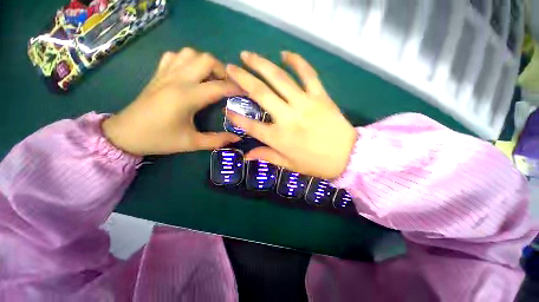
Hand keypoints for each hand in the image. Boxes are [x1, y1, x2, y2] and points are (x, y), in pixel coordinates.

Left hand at [102, 48, 241, 155]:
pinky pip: (176, 56)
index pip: (219, 86)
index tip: (246, 92)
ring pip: (191, 53)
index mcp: (186, 97)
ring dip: (206, 63)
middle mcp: (177, 79)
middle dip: (222, 70)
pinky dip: (188, 60)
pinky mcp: (158, 73)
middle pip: (206, 59)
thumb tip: (237, 138)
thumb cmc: (159, 139)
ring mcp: (166, 73)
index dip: (236, 88)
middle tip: (227, 86)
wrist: (125, 134)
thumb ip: (217, 140)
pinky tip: (192, 74)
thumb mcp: (192, 143)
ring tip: (211, 79)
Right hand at [225, 51, 356, 178]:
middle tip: (230, 68)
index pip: (251, 126)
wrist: (349, 157)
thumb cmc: (317, 164)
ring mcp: (304, 104)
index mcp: (279, 138)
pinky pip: (308, 74)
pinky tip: (285, 54)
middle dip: (242, 79)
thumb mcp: (290, 165)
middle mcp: (288, 118)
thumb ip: (267, 156)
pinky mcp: (320, 96)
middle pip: (260, 94)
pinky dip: (296, 61)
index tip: (227, 109)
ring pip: (279, 79)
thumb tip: (247, 155)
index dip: (236, 118)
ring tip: (248, 55)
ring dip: (261, 64)